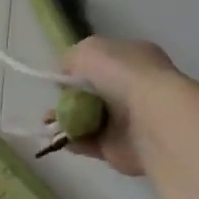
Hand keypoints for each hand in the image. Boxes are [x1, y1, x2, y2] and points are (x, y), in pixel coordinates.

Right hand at [59, 36, 183, 176]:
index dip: (80, 69)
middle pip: (94, 93)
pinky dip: (73, 141)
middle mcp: (135, 87)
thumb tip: (66, 75)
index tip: (61, 79)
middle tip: (51, 105)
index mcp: (135, 58)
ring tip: (47, 124)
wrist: (151, 120)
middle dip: (70, 99)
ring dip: (67, 121)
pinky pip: (91, 143)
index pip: (103, 62)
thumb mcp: (89, 50)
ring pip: (90, 119)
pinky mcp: (122, 148)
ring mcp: (130, 120)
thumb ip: (72, 58)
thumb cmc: (123, 76)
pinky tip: (59, 139)